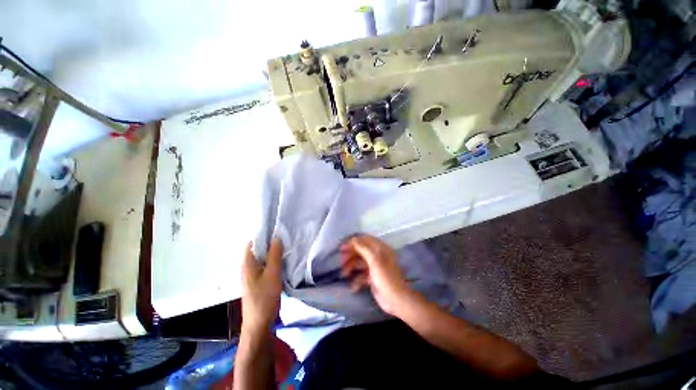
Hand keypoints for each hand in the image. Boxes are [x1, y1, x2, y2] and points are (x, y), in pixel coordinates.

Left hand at [241, 238, 282, 331]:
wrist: (259, 323)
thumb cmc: (265, 297)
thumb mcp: (273, 273)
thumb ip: (274, 255)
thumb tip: (276, 237)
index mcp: (247, 263)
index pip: (252, 242)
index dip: (263, 234)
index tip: (277, 230)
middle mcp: (247, 267)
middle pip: (258, 249)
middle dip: (270, 243)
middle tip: (285, 238)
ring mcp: (252, 274)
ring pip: (262, 258)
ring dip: (272, 252)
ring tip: (286, 247)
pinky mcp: (258, 281)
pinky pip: (265, 266)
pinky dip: (273, 261)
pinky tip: (283, 261)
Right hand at [340, 235, 412, 315]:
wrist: (395, 300)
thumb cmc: (385, 277)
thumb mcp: (374, 260)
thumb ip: (363, 248)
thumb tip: (353, 239)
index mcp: (380, 249)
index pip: (365, 240)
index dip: (354, 242)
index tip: (342, 247)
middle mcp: (378, 256)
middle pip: (361, 251)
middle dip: (351, 255)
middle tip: (341, 261)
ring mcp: (375, 267)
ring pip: (360, 263)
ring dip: (351, 268)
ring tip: (343, 274)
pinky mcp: (372, 278)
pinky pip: (361, 275)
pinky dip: (357, 280)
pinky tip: (353, 287)